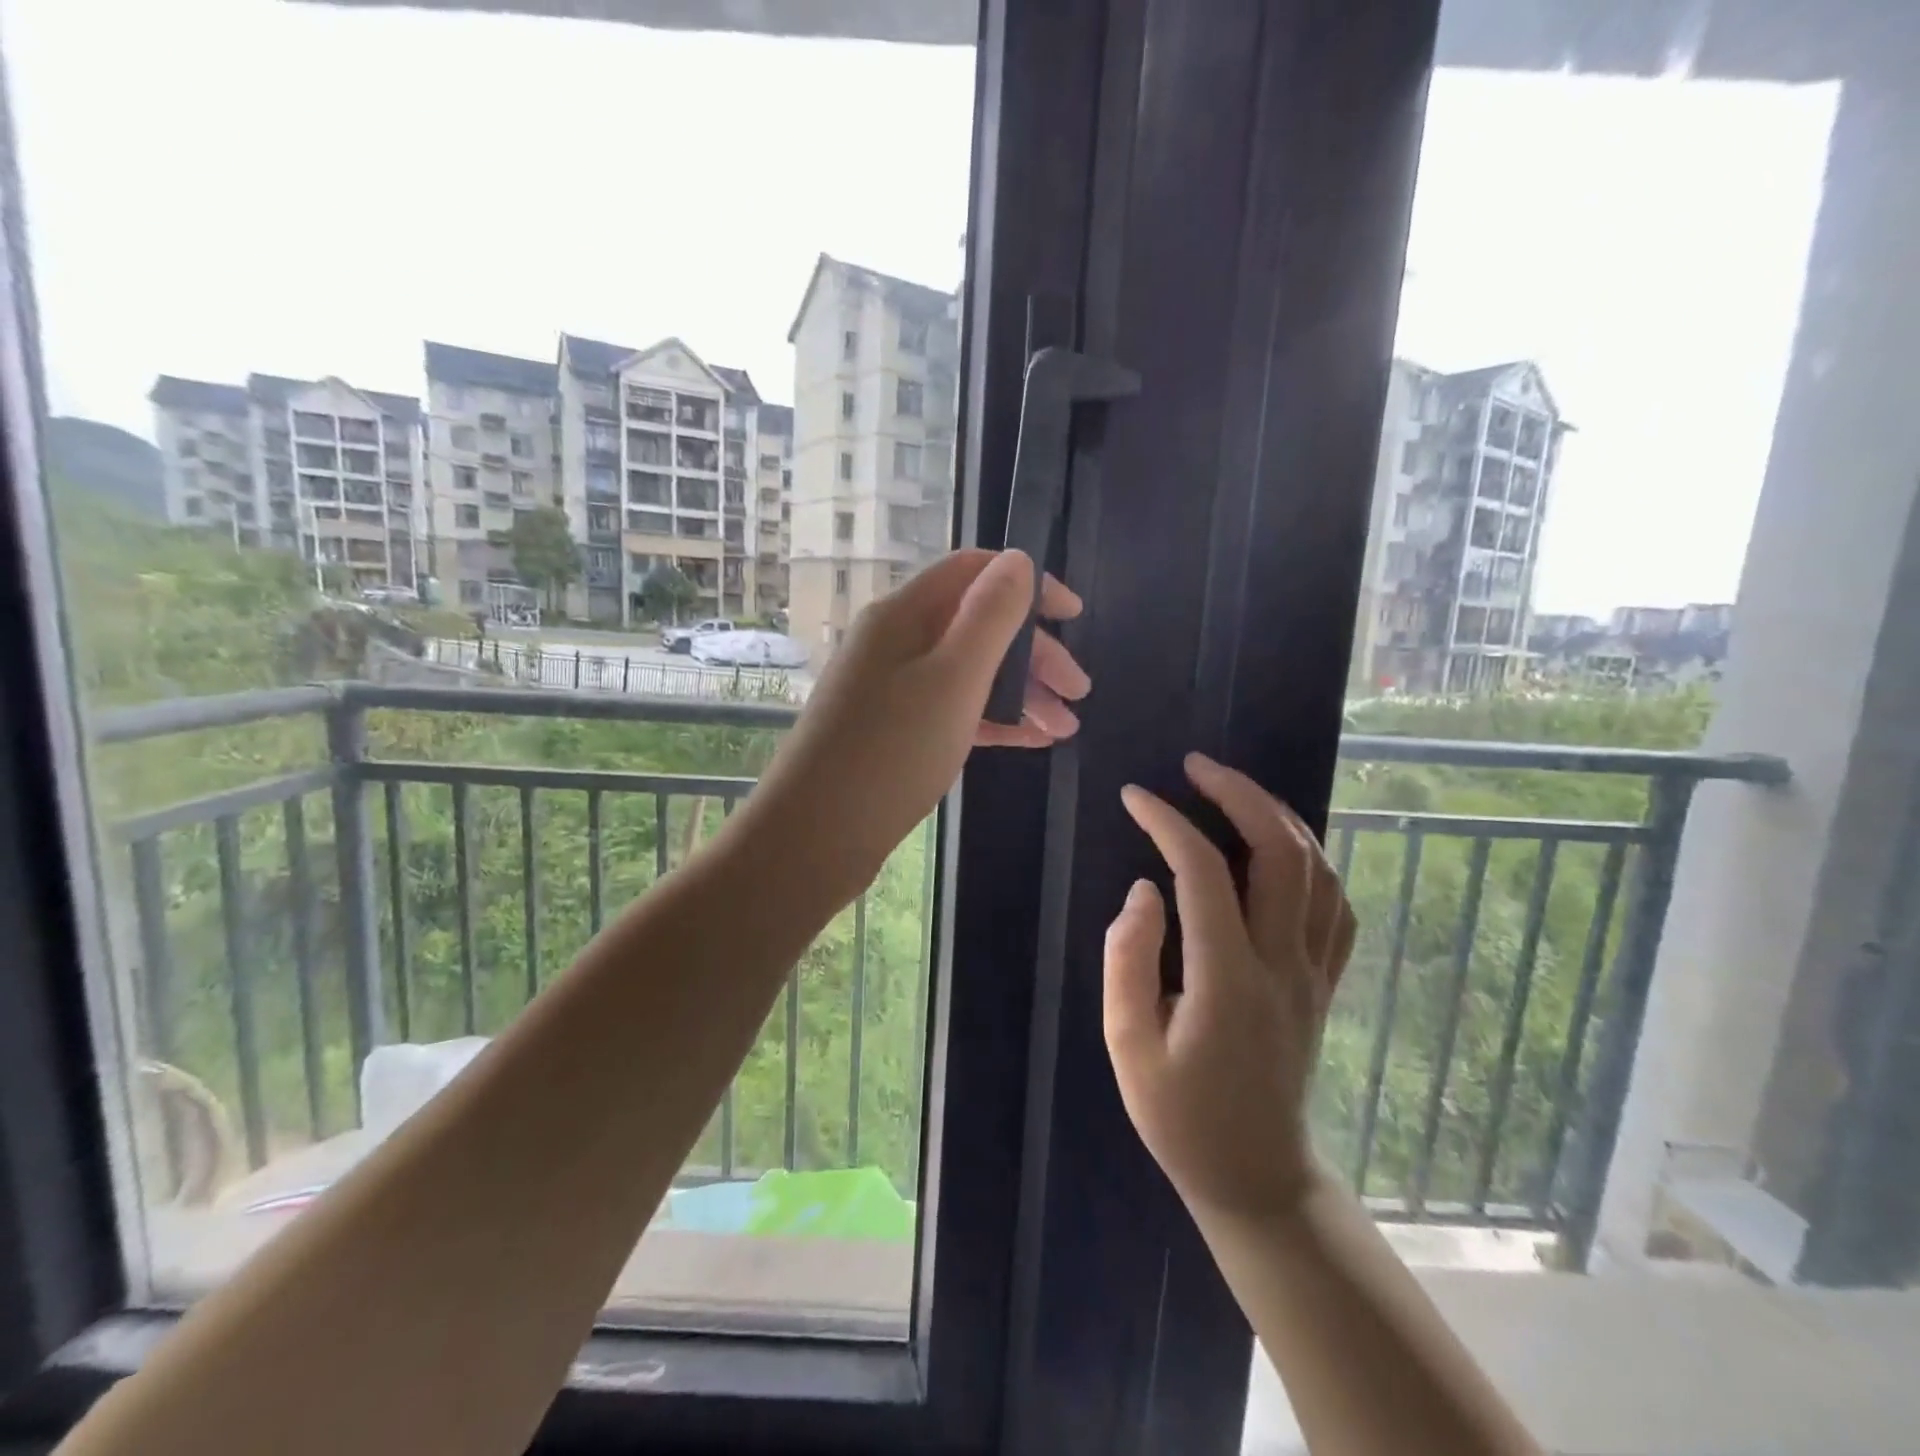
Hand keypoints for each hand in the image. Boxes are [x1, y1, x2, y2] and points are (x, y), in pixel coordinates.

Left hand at [747, 550, 1086, 898]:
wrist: (815, 834)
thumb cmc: (892, 752)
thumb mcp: (954, 678)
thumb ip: (990, 615)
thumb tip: (1018, 560)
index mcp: (904, 614)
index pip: (974, 571)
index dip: (1029, 584)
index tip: (1075, 618)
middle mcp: (895, 641)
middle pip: (976, 625)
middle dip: (1034, 652)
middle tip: (1079, 693)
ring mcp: (891, 687)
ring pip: (968, 672)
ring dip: (1020, 692)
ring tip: (1064, 729)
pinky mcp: (893, 729)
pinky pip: (952, 708)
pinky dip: (992, 719)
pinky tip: (1029, 742)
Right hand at [1104, 754, 1355, 1221]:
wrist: (1256, 1175)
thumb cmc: (1180, 1116)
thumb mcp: (1128, 1046)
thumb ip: (1129, 960)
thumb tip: (1144, 890)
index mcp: (1227, 980)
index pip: (1204, 874)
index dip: (1168, 822)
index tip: (1134, 796)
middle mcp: (1282, 965)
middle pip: (1280, 854)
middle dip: (1239, 794)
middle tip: (1196, 765)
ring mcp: (1314, 973)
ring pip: (1317, 871)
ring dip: (1278, 816)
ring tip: (1235, 788)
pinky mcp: (1325, 983)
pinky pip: (1335, 905)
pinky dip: (1311, 859)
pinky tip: (1281, 845)